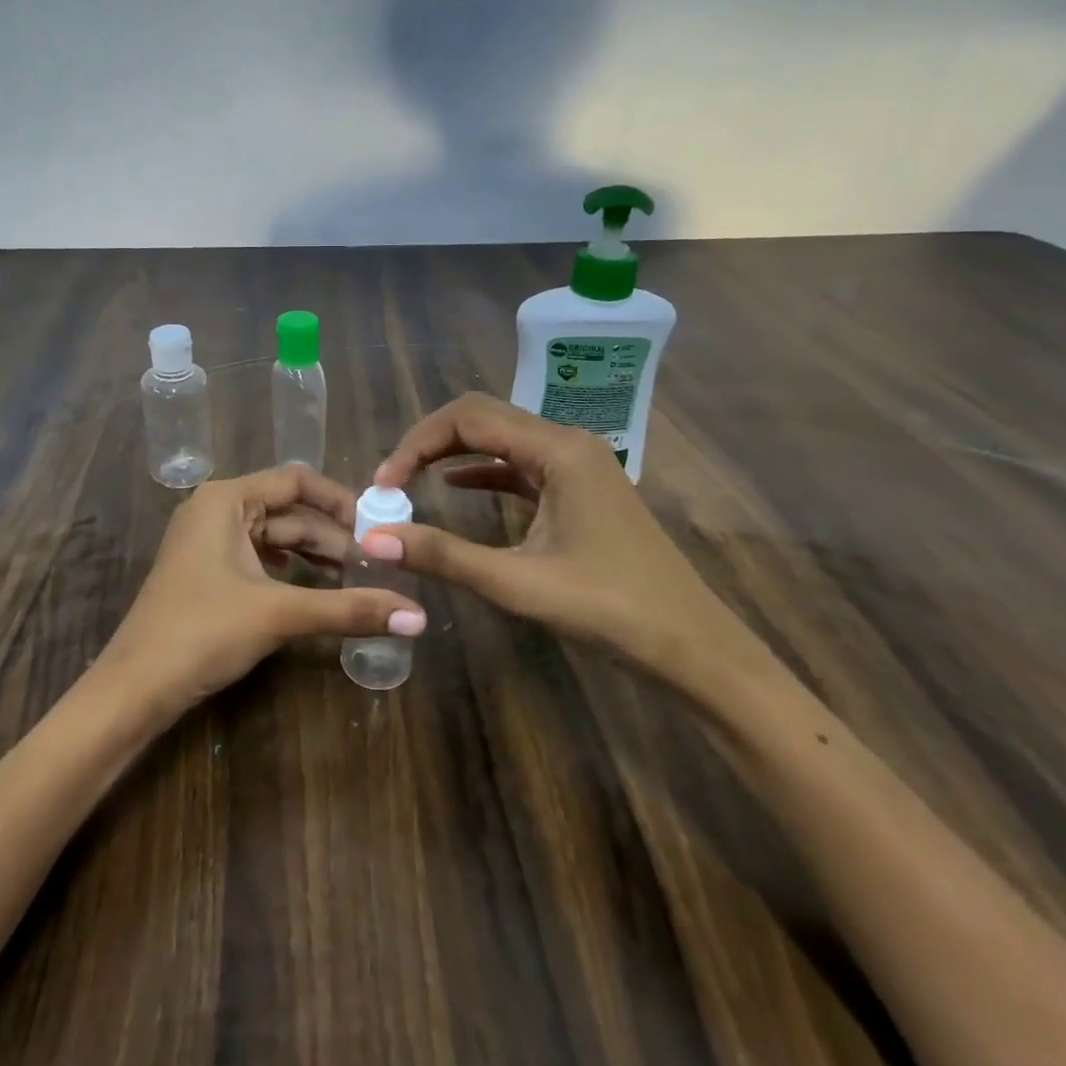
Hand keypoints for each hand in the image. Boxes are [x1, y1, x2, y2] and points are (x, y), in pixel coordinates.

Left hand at [102, 465, 427, 714]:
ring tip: (356, 580)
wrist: (134, 687)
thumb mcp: (279, 614)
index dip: (341, 501)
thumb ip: (349, 609)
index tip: (378, 528)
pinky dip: (290, 572)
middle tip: (376, 565)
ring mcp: (207, 542)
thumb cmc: (202, 632)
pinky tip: (316, 591)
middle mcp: (215, 510)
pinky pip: (258, 559)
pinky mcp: (207, 572)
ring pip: (274, 538)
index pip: (296, 481)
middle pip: (288, 511)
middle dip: (332, 537)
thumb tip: (419, 616)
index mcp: (225, 499)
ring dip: (314, 556)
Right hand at [365, 393, 764, 692]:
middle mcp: (568, 443)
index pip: (468, 418)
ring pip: (501, 439)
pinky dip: (482, 470)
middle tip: (391, 480)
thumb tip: (372, 539)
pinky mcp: (580, 490)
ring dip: (453, 453)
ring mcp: (578, 465)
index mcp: (558, 450)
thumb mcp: (519, 583)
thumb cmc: (611, 610)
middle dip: (430, 442)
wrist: (693, 647)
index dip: (417, 442)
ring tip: (410, 481)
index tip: (383, 484)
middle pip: (484, 418)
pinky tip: (454, 486)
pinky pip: (520, 465)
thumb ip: (444, 555)